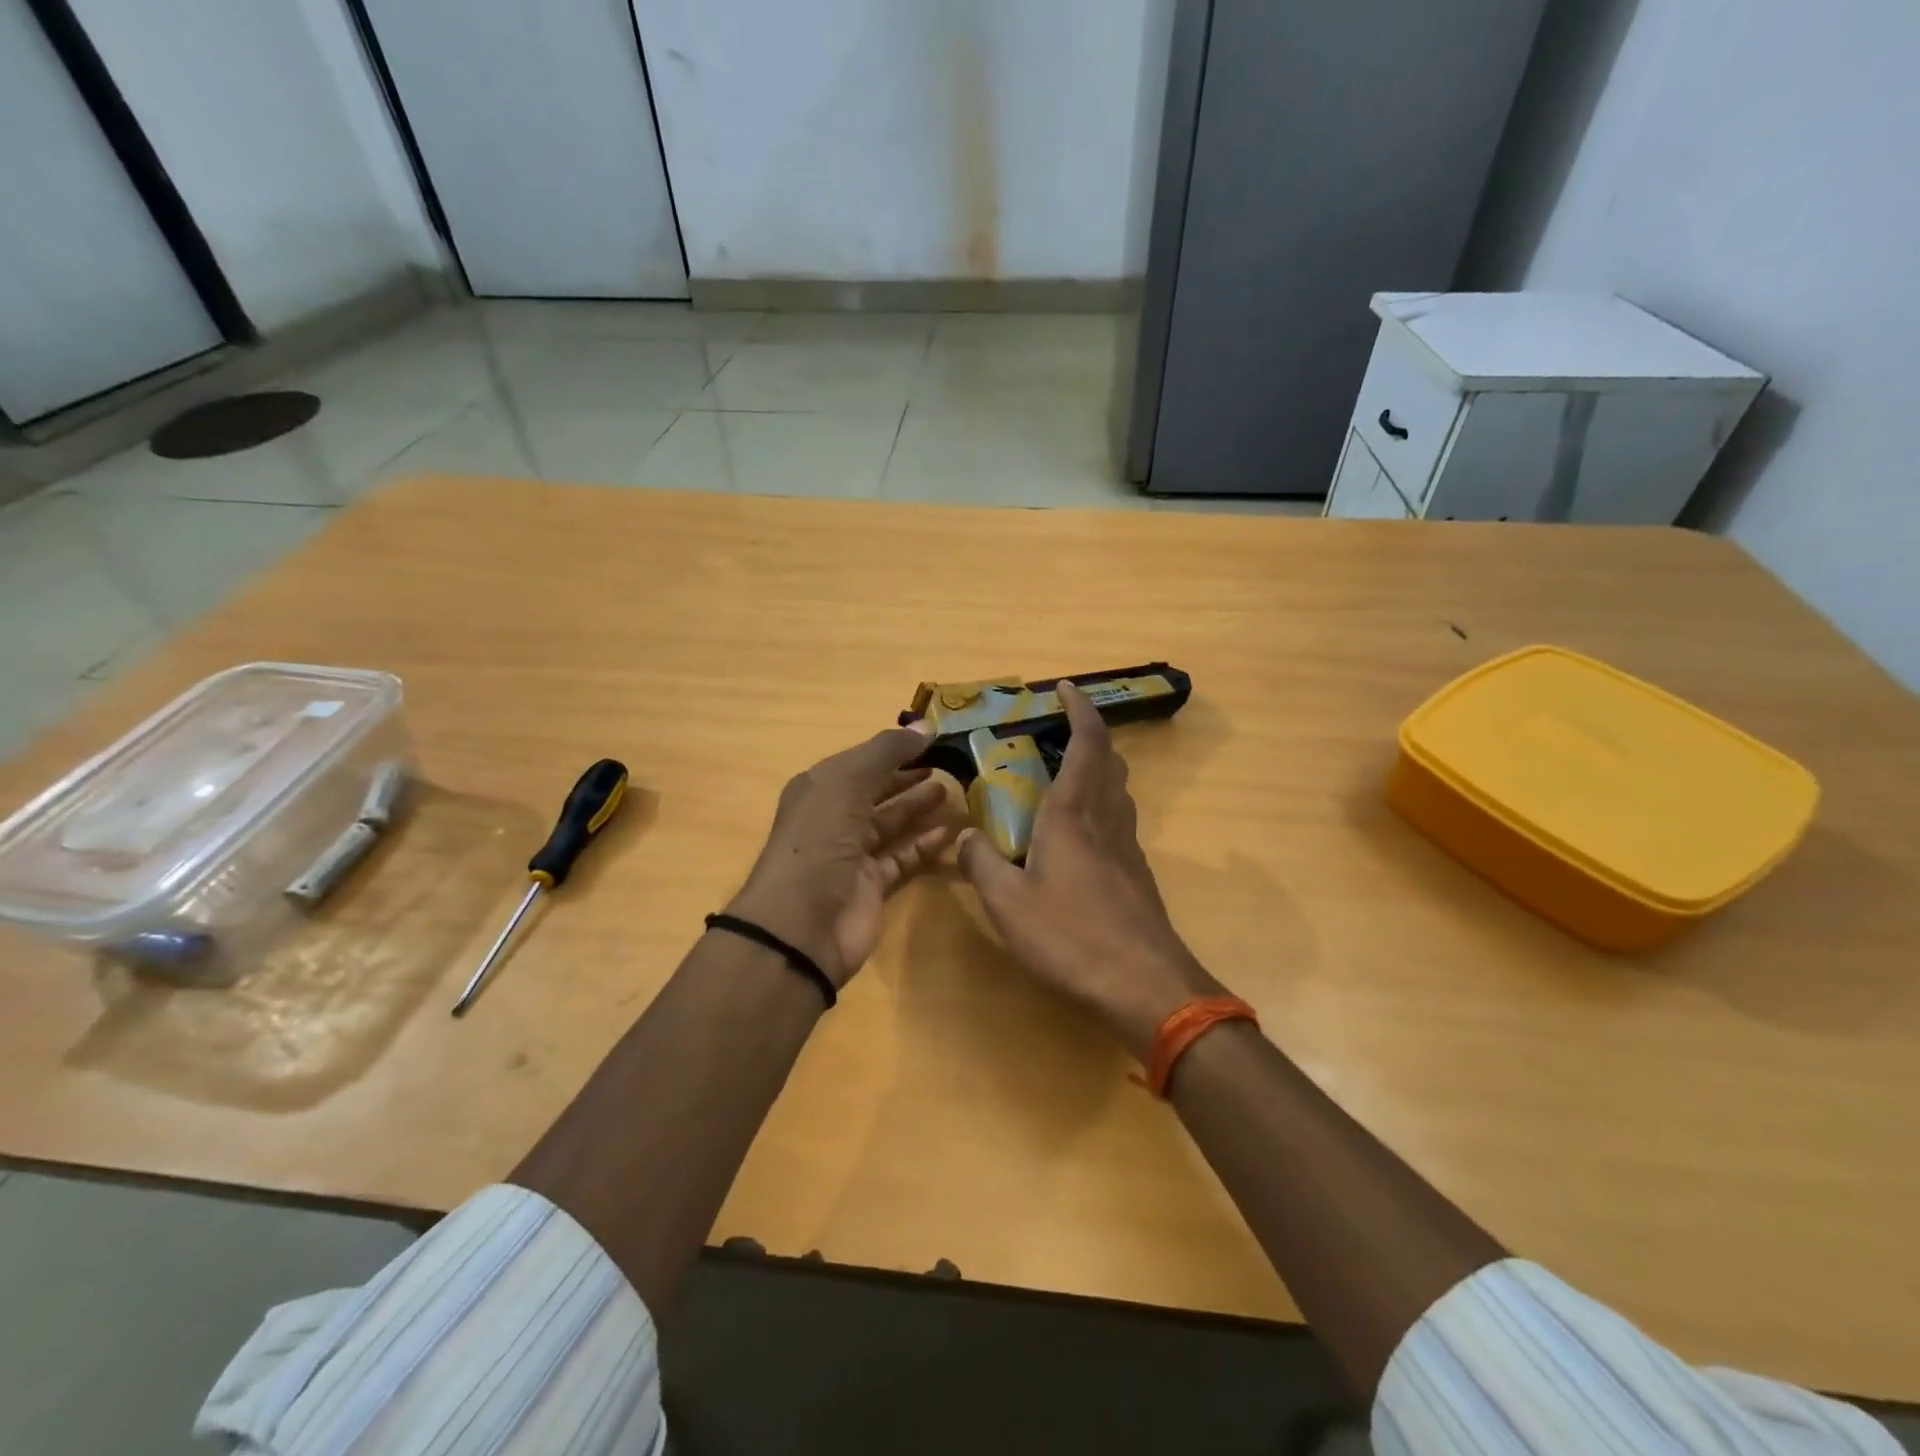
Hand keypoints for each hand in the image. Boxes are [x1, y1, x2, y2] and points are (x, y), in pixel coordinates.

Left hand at [728, 727, 953, 985]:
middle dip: (909, 777)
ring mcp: (852, 854)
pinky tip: (950, 832)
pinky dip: (925, 845)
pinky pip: (903, 857)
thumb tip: (925, 726)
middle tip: (949, 765)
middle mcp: (834, 818)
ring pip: (891, 823)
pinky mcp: (872, 886)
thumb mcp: (848, 781)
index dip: (895, 749)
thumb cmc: (820, 839)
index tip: (935, 739)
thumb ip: (887, 751)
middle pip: (877, 791)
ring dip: (919, 807)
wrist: (802, 924)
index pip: (862, 761)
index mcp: (820, 788)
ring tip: (954, 792)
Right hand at [958, 682, 1218, 1056]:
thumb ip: (981, 864)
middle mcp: (1106, 819)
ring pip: (1118, 790)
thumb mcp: (1008, 904)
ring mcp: (1128, 847)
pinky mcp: (1136, 874)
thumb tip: (965, 837)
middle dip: (1088, 735)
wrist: (1144, 985)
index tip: (1066, 688)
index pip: (1085, 744)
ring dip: (1097, 769)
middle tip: (1057, 732)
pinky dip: (1100, 805)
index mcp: (1073, 814)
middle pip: (1109, 761)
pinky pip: (1118, 820)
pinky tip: (1077, 834)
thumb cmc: (1071, 937)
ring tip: (1063, 775)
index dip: (1079, 710)